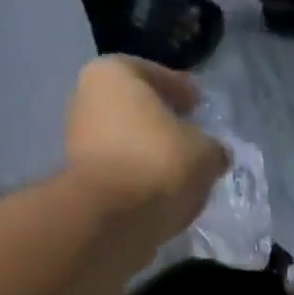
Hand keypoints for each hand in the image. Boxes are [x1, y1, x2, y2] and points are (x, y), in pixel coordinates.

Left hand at [64, 56, 228, 242]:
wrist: (111, 221)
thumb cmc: (158, 164)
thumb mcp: (205, 152)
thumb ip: (213, 148)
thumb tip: (214, 154)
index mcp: (113, 74)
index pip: (157, 75)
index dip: (184, 92)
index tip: (200, 106)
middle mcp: (87, 101)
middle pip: (138, 111)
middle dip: (165, 126)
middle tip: (192, 141)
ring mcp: (79, 145)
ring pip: (128, 146)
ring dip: (152, 158)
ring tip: (181, 176)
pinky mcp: (82, 185)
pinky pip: (121, 177)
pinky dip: (140, 183)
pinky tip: (162, 197)